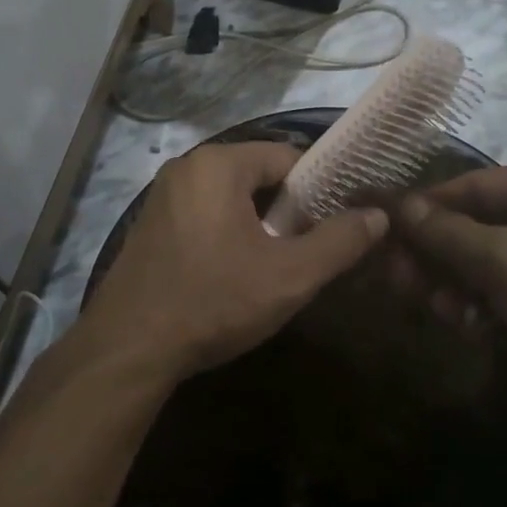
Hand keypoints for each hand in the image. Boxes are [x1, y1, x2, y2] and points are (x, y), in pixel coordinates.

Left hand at [83, 141, 387, 380]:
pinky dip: (229, 234)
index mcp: (217, 165)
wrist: (128, 349)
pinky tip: (238, 273)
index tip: (341, 220)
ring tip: (282, 264)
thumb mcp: (289, 275)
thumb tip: (378, 216)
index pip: (287, 157)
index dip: (320, 187)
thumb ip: (339, 242)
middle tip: (313, 248)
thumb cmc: (213, 301)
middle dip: (289, 209)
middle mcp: (186, 169)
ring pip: (231, 199)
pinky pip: (205, 216)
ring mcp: (163, 197)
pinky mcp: (151, 226)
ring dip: (260, 225)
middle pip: (257, 176)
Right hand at [387, 162, 506, 431]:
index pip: (473, 185)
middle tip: (401, 282)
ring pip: (497, 258)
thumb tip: (399, 206)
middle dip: (441, 255)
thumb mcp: (503, 262)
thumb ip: (445, 232)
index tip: (384, 231)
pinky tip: (470, 326)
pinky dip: (491, 301)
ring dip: (461, 283)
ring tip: (439, 312)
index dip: (425, 208)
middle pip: (482, 223)